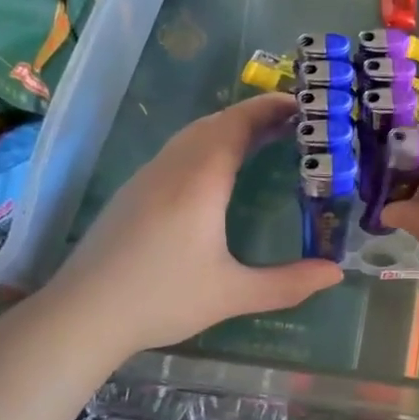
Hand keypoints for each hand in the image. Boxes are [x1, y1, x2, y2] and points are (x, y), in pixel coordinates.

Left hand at [40, 94, 342, 355]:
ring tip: (261, 141)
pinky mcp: (132, 192)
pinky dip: (207, 145)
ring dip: (229, 129)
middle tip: (293, 123)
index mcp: (200, 181)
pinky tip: (216, 173)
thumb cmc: (161, 299)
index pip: (238, 124)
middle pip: (216, 123)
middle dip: (255, 115)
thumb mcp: (232, 294)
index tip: (302, 105)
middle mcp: (172, 168)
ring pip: (192, 135)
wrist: (82, 314)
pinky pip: (177, 151)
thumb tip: (336, 273)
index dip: (270, 108)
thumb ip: (288, 283)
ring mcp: (147, 177)